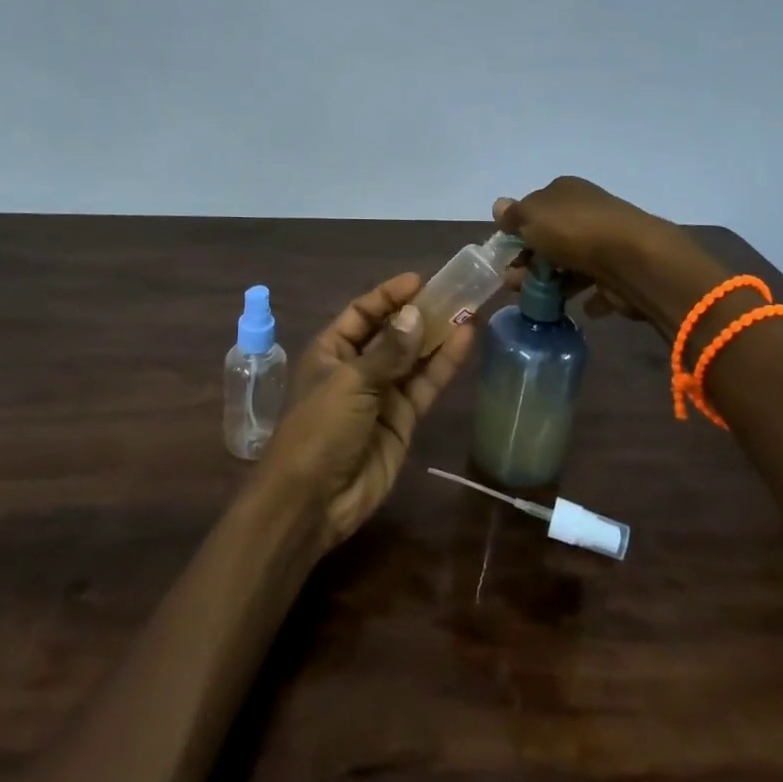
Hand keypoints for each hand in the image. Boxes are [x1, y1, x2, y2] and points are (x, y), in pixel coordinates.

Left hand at [261, 272, 476, 552]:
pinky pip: (425, 385)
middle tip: (456, 291)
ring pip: (414, 358)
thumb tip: (417, 314)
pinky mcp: (402, 420)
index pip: (363, 312)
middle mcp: (356, 367)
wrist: (312, 500)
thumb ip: (388, 351)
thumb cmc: (319, 429)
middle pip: (393, 332)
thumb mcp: (350, 382)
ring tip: (469, 309)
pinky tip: (465, 340)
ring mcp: (381, 394)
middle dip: (420, 313)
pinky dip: (444, 364)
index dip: (389, 295)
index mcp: (331, 350)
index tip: (421, 280)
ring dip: (438, 335)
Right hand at [494, 177, 686, 320]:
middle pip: (551, 238)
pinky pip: (597, 285)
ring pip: (571, 263)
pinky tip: (577, 307)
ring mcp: (606, 241)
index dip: (517, 231)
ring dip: (552, 282)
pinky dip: (586, 296)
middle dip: (529, 261)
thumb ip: (513, 215)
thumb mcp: (531, 216)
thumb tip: (499, 206)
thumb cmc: (573, 231)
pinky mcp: (620, 271)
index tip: (505, 255)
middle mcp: (587, 211)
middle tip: (514, 284)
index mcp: (566, 191)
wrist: (631, 259)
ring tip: (537, 302)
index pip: (535, 208)